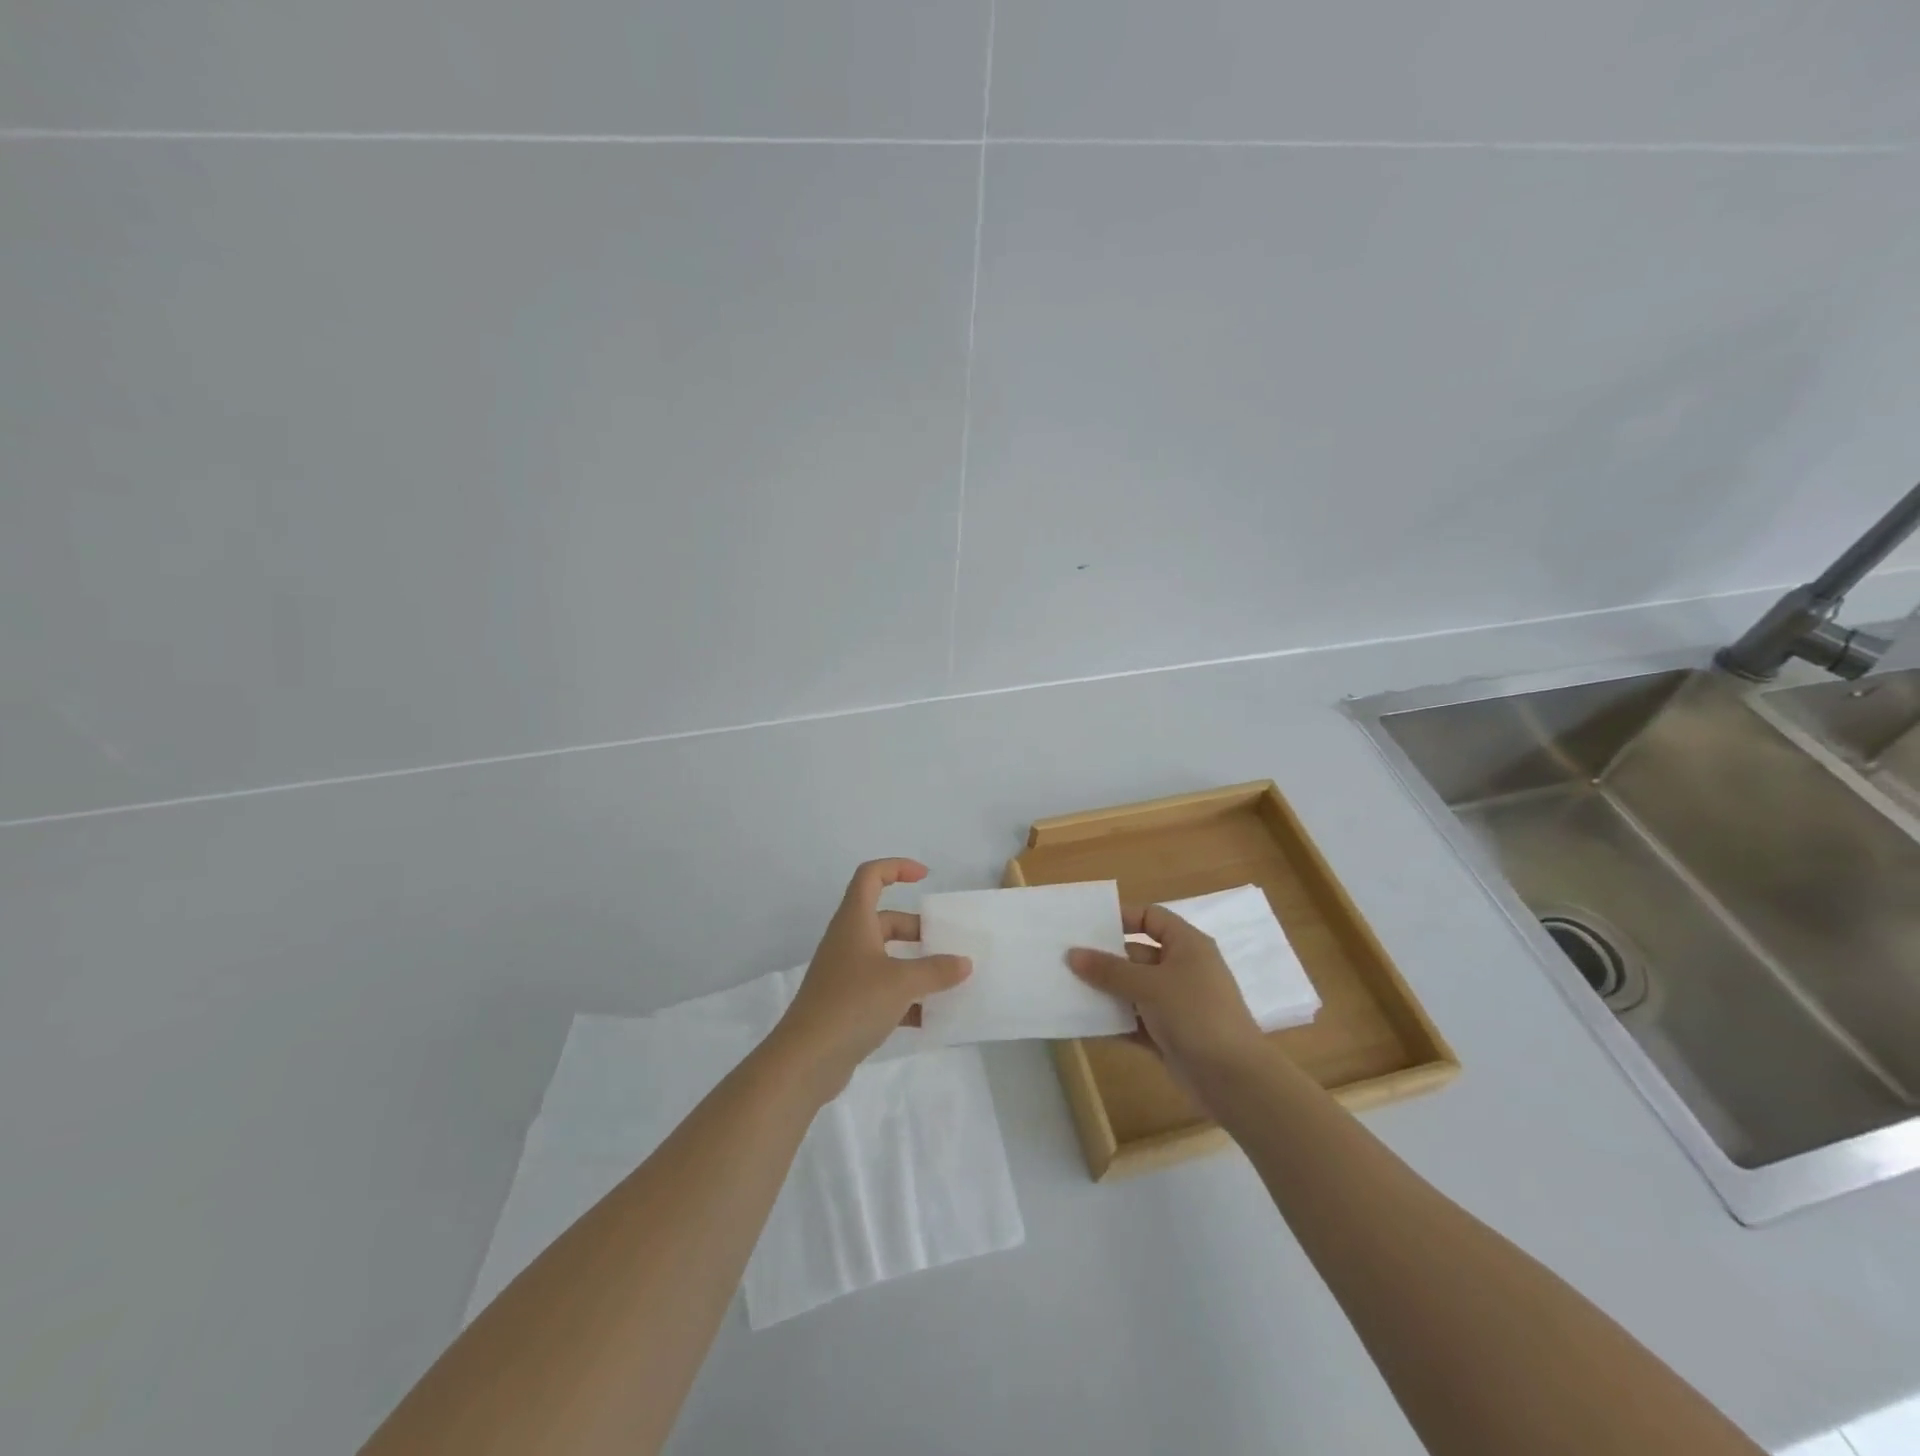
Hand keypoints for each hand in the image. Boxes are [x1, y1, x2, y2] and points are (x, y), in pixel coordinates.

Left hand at [771, 859, 971, 1095]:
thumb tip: (964, 963)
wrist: (805, 1060)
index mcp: (855, 922)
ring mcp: (846, 975)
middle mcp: (848, 942)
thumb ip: (936, 970)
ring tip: (948, 981)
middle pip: (885, 921)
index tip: (925, 878)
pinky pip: (883, 991)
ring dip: (915, 967)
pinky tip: (931, 1018)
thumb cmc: (852, 1004)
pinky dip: (906, 1000)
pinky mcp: (847, 1006)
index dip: (896, 867)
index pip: (870, 876)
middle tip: (948, 945)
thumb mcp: (902, 982)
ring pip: (887, 958)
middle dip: (918, 930)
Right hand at [1068, 904, 1265, 1084]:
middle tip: (1065, 958)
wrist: (1234, 1079)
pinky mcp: (1169, 1034)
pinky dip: (1114, 1021)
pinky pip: (1135, 1020)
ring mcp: (1176, 1003)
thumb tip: (1072, 954)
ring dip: (1105, 991)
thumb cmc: (1195, 1014)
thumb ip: (1109, 970)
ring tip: (1066, 988)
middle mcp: (1182, 969)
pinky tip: (1083, 1022)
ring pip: (1133, 989)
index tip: (1086, 925)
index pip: (1150, 917)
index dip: (1120, 917)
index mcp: (1186, 945)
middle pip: (1136, 954)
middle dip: (1104, 958)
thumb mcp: (1150, 985)